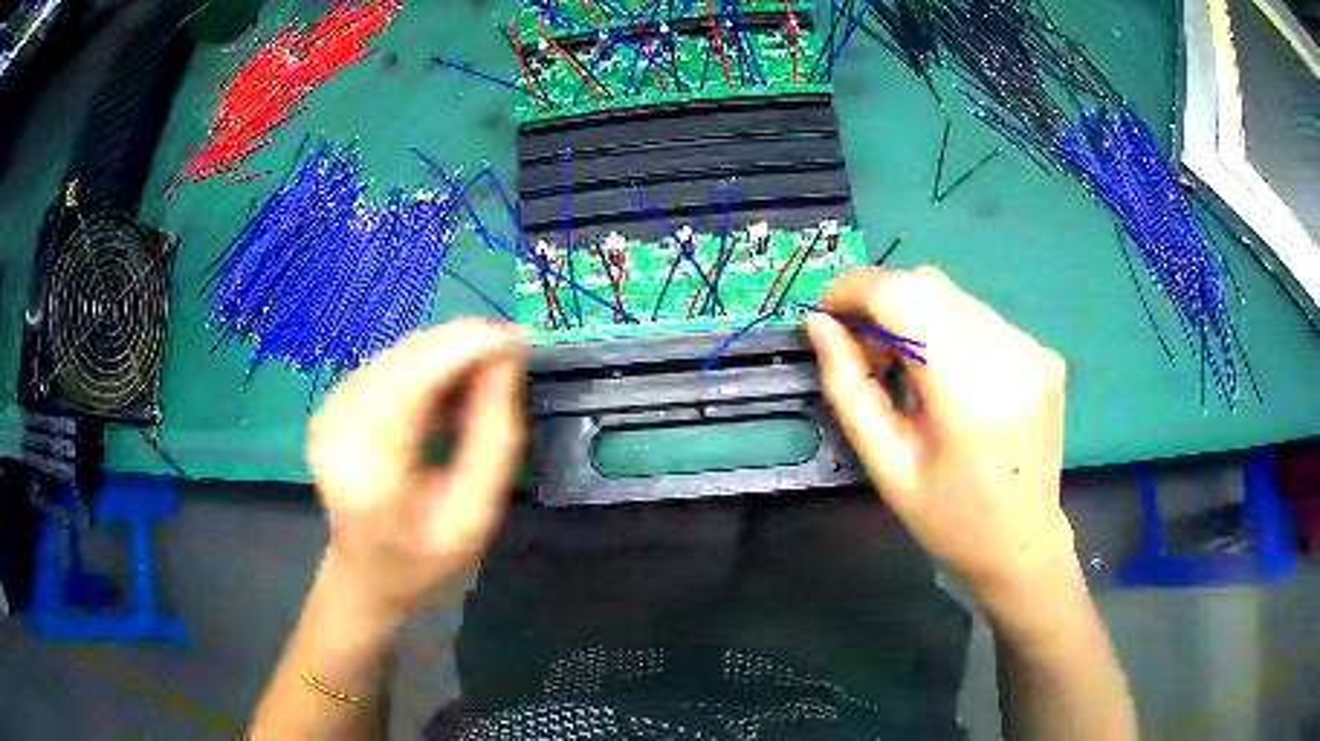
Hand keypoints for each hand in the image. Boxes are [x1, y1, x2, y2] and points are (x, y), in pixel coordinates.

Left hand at [306, 319, 524, 623]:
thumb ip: (495, 438)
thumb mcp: (476, 515)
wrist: (366, 576)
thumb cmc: (425, 559)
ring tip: (473, 397)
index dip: (465, 347)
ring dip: (443, 360)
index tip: (515, 340)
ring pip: (398, 354)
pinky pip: (387, 364)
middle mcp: (337, 430)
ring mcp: (328, 413)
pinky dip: (423, 370)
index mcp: (371, 472)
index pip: (413, 380)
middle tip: (505, 369)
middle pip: (405, 358)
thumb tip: (506, 360)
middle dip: (460, 349)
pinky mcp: (331, 404)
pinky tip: (441, 403)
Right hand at [805, 267, 1073, 603]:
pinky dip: (947, 330)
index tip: (826, 313)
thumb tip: (818, 324)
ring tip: (905, 371)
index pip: (904, 296)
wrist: (1021, 543)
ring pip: (952, 296)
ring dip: (914, 316)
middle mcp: (1010, 354)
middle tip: (864, 352)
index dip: (855, 290)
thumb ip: (848, 387)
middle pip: (928, 285)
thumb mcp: (885, 464)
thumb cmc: (947, 519)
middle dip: (881, 303)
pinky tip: (945, 376)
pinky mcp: (1043, 352)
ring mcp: (1033, 349)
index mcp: (971, 392)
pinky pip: (978, 317)